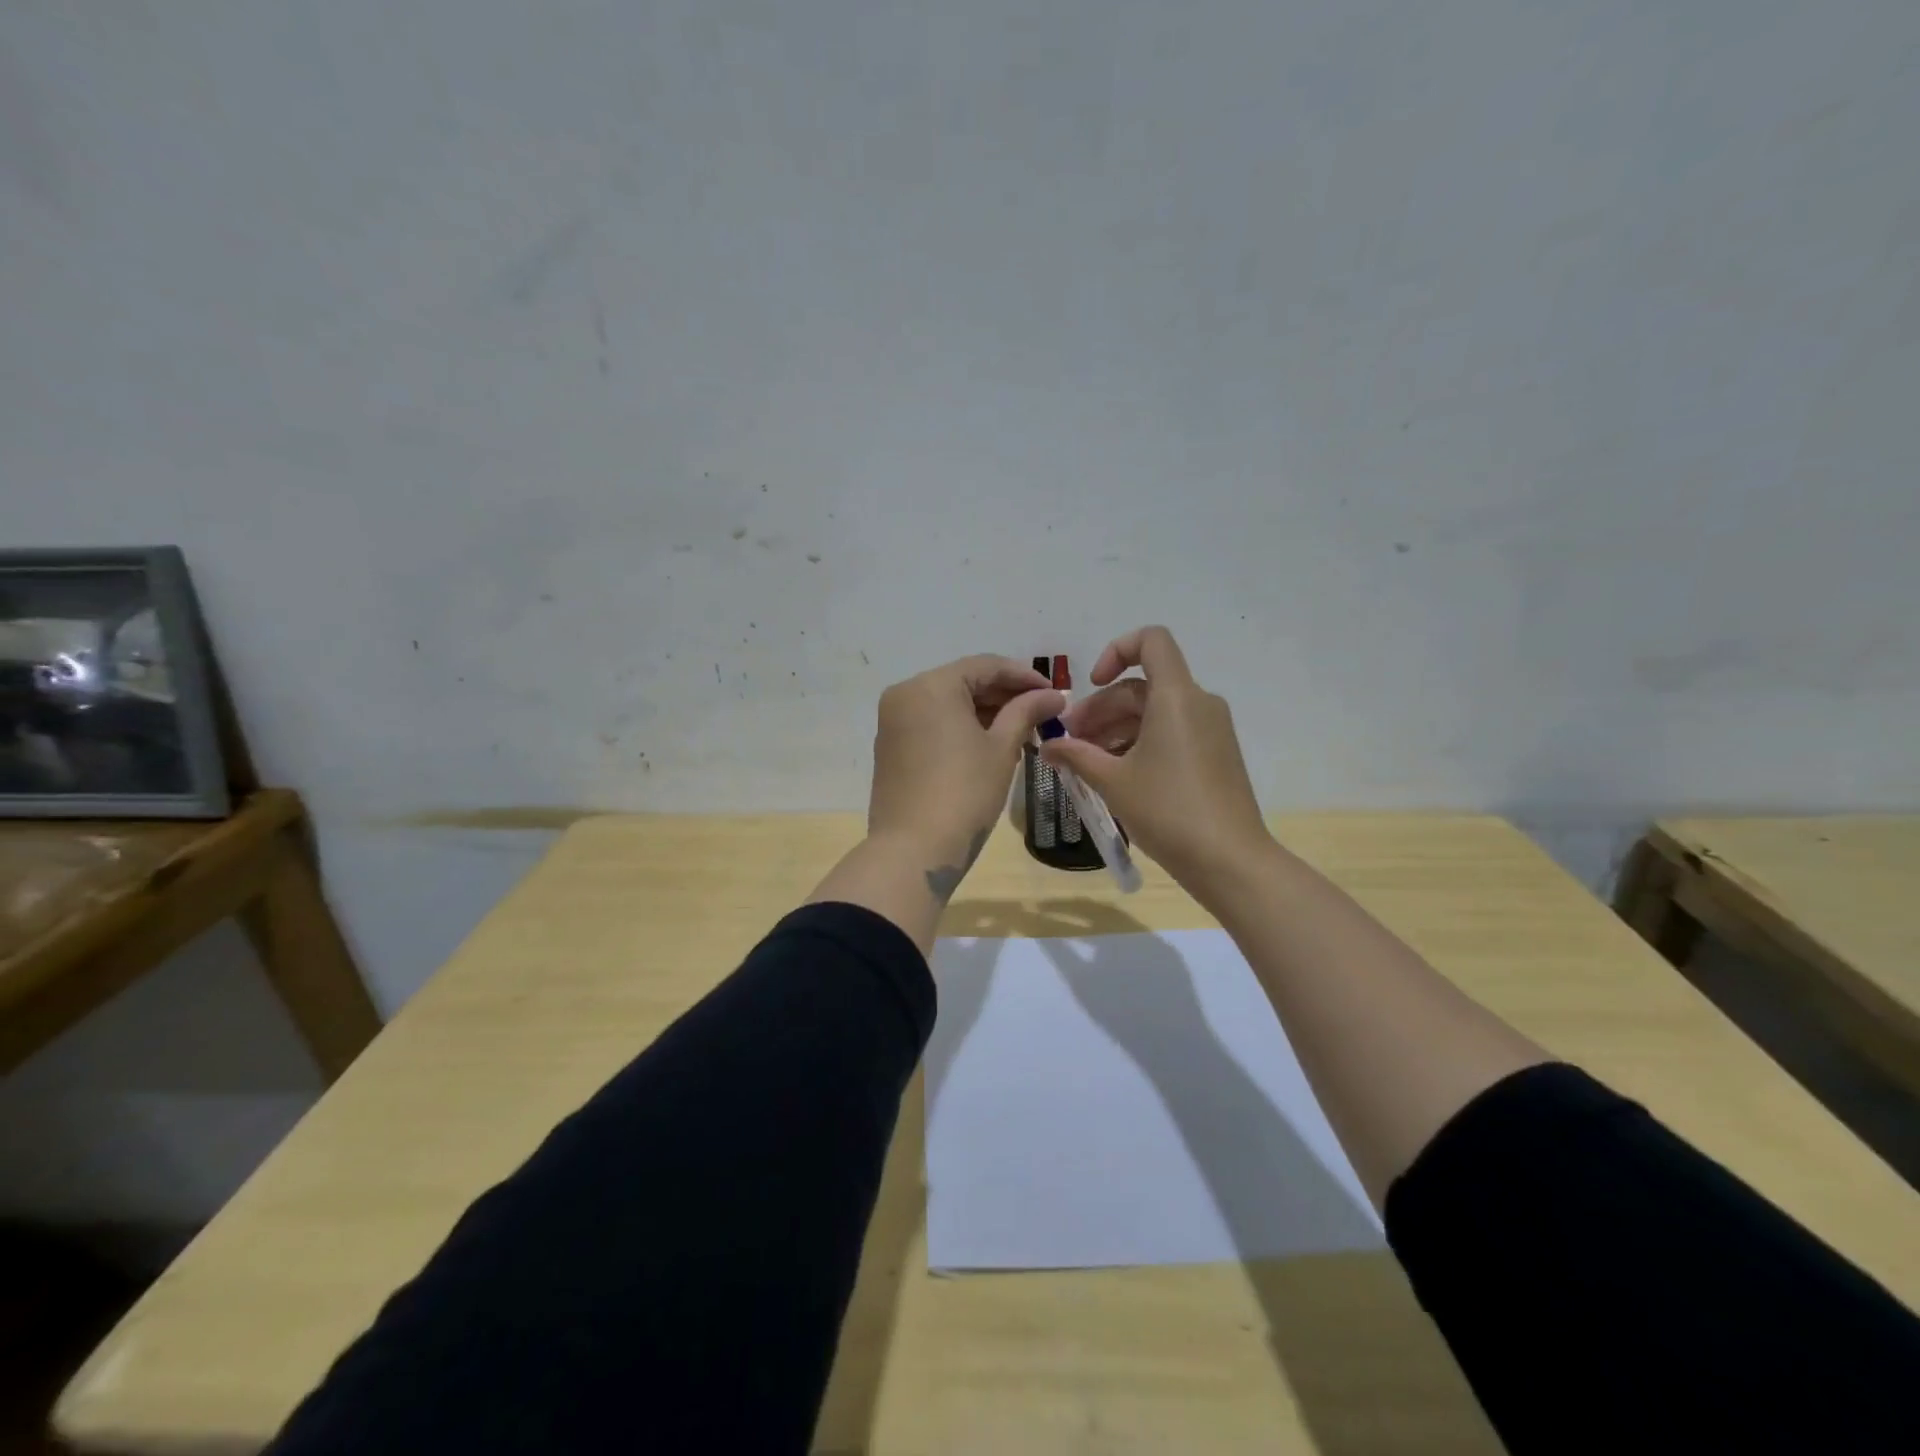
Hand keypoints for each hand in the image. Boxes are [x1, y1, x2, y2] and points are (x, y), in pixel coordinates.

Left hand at [868, 654, 1064, 888]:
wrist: (913, 851)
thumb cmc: (964, 793)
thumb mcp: (1002, 749)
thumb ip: (1026, 712)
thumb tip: (1054, 695)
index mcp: (930, 685)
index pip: (985, 666)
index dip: (1024, 677)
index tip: (1055, 693)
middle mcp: (905, 694)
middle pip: (964, 682)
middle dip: (1005, 696)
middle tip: (1043, 714)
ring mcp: (893, 722)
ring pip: (947, 704)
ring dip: (985, 713)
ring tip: (1023, 731)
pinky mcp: (890, 748)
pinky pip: (931, 724)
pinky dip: (961, 728)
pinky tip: (990, 744)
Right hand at [1039, 626, 1269, 889]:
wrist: (1230, 860)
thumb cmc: (1168, 811)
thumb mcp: (1112, 782)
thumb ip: (1075, 755)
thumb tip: (1047, 746)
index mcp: (1176, 697)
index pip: (1151, 640)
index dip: (1115, 650)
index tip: (1091, 684)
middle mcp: (1199, 704)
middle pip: (1142, 686)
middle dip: (1101, 709)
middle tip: (1069, 742)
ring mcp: (1211, 730)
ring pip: (1154, 713)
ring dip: (1116, 729)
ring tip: (1085, 763)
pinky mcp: (1215, 755)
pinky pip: (1171, 733)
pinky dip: (1140, 743)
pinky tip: (1115, 775)